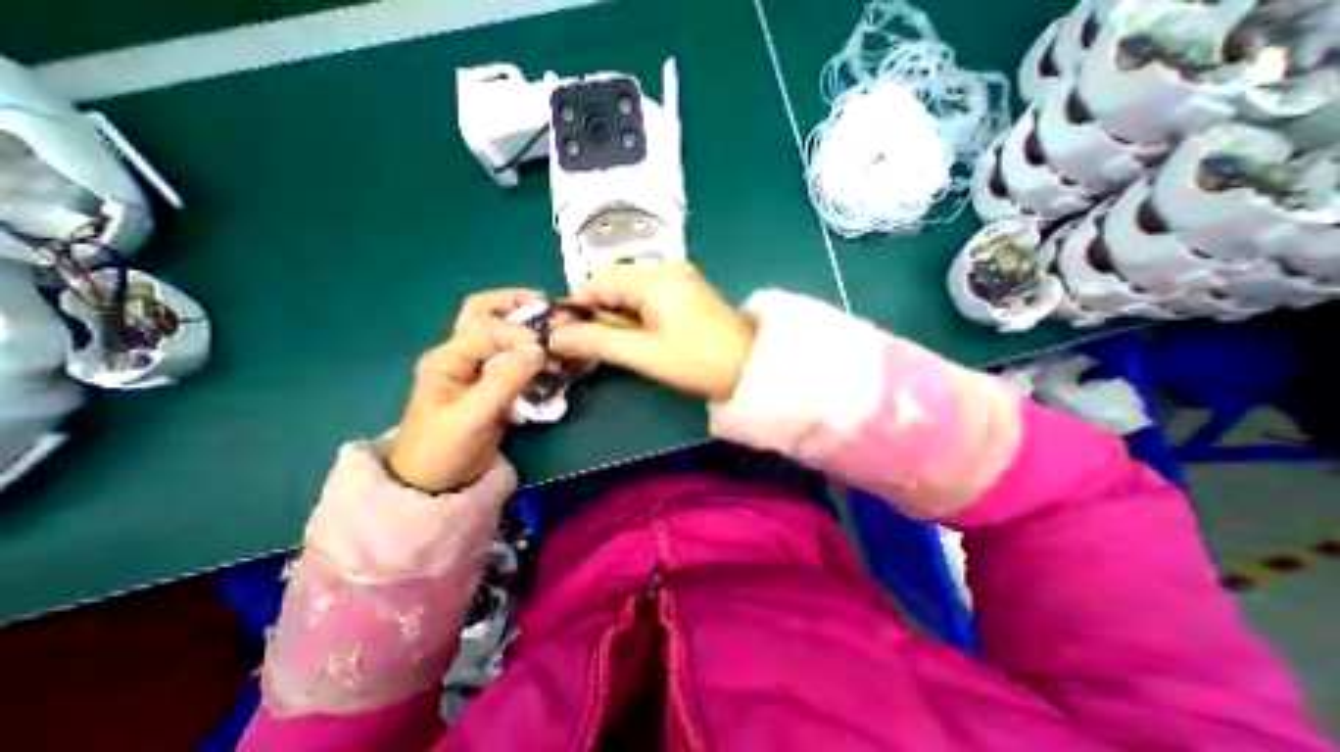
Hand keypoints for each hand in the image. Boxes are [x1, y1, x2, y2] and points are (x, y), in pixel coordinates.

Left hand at [388, 290, 549, 496]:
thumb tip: (538, 349)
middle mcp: (460, 355)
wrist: (436, 482)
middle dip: (514, 304)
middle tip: (545, 304)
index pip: (487, 330)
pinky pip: (512, 356)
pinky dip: (531, 351)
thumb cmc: (444, 450)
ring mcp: (476, 368)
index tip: (546, 348)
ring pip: (500, 332)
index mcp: (447, 358)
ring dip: (526, 327)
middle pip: (483, 313)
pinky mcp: (491, 382)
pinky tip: (550, 358)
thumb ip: (504, 381)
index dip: (518, 334)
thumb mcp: (473, 417)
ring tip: (554, 333)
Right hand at [546, 261, 750, 400]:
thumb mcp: (644, 353)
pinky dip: (635, 319)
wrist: (750, 369)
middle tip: (588, 348)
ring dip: (616, 320)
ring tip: (613, 348)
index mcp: (654, 277)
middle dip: (597, 316)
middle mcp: (665, 269)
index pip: (598, 282)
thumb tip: (555, 338)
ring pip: (630, 295)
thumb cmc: (697, 361)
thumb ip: (597, 342)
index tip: (562, 335)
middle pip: (614, 286)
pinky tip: (636, 339)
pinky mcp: (686, 294)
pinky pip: (649, 300)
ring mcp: (679, 280)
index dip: (576, 308)